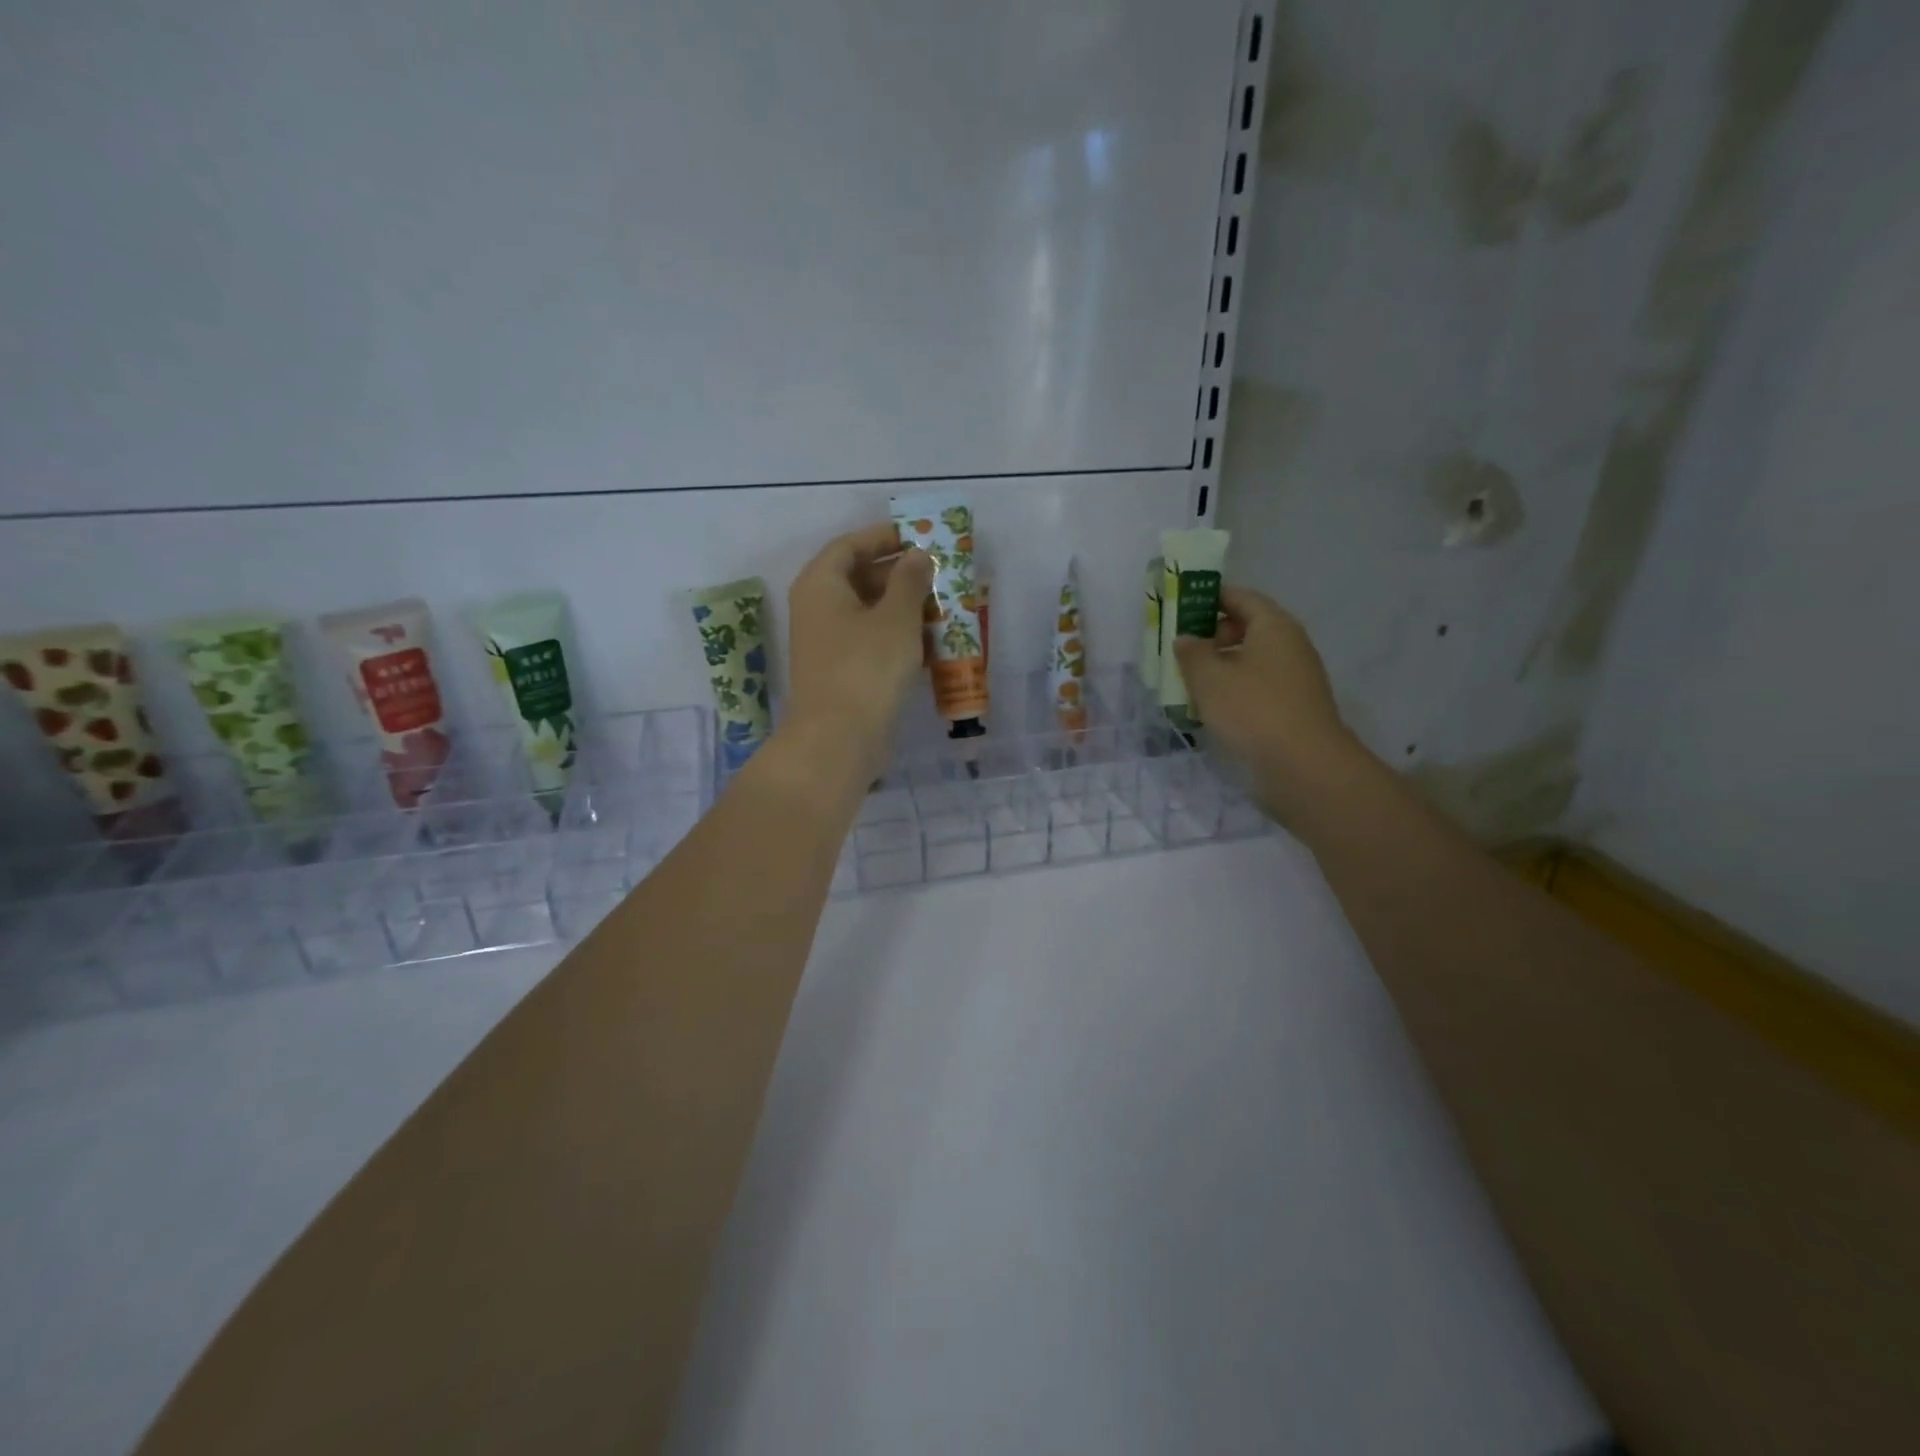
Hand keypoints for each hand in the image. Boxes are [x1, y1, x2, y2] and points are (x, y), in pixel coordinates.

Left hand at [782, 521, 934, 781]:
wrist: (838, 739)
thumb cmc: (866, 668)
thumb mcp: (896, 617)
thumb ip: (910, 580)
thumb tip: (918, 556)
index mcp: (821, 584)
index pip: (850, 545)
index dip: (885, 537)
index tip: (921, 537)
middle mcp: (818, 608)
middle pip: (860, 578)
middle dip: (901, 575)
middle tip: (940, 574)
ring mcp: (828, 643)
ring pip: (869, 612)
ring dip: (904, 608)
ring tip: (944, 607)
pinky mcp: (842, 672)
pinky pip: (871, 642)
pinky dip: (898, 637)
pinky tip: (931, 644)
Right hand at [1174, 587, 1369, 823]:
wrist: (1304, 767)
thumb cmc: (1253, 710)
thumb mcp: (1209, 678)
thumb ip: (1192, 653)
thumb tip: (1186, 639)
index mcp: (1273, 626)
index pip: (1240, 597)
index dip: (1208, 598)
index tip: (1178, 608)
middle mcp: (1289, 646)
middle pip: (1246, 628)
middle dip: (1210, 636)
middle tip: (1179, 651)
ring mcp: (1294, 679)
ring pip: (1249, 661)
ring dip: (1219, 668)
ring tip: (1187, 683)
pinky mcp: (1292, 709)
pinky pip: (1256, 688)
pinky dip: (1233, 691)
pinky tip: (1210, 709)